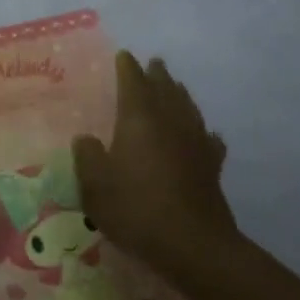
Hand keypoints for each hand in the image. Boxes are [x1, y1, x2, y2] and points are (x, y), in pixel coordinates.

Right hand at [73, 52, 234, 277]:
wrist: (192, 244)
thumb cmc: (136, 208)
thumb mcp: (94, 184)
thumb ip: (87, 156)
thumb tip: (86, 139)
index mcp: (139, 118)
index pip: (133, 81)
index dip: (127, 67)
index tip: (124, 55)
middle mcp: (170, 121)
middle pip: (165, 88)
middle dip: (157, 75)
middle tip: (153, 64)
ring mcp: (195, 142)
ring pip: (188, 108)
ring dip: (179, 94)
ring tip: (175, 87)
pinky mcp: (212, 166)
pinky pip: (207, 138)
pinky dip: (202, 131)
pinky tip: (204, 135)